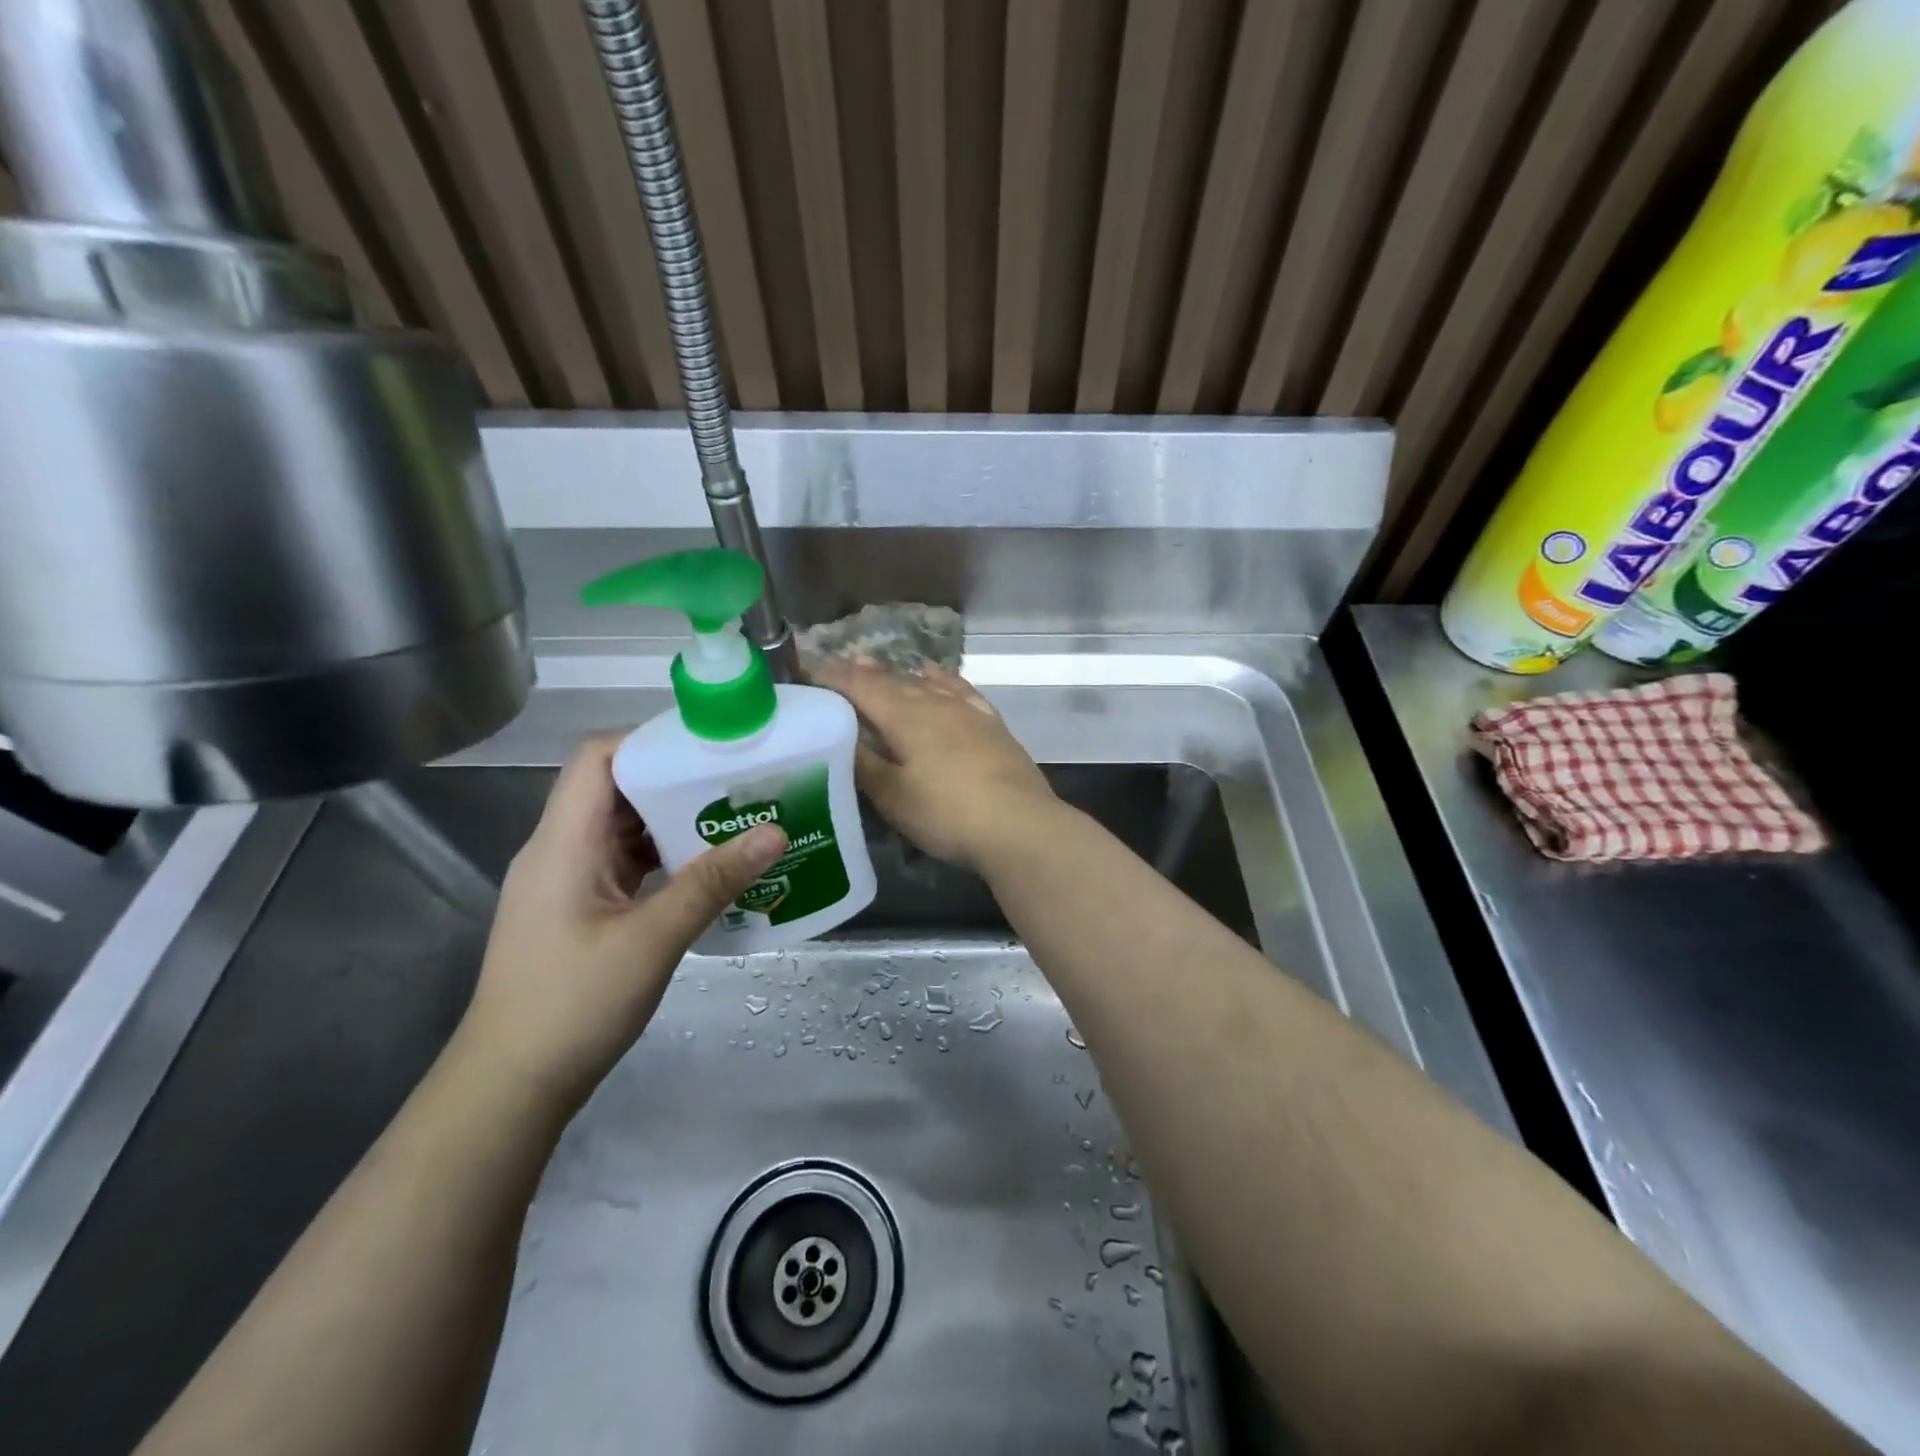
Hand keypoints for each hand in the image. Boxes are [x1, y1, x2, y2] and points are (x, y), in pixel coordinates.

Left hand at [457, 735, 786, 1108]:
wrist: (511, 1086)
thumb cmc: (572, 1005)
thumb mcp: (652, 940)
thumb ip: (712, 882)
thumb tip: (775, 832)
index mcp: (563, 842)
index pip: (597, 758)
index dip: (650, 742)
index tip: (711, 748)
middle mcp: (560, 850)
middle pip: (616, 789)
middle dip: (677, 780)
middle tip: (740, 782)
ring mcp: (568, 881)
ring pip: (624, 828)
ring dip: (674, 821)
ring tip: (736, 819)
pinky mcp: (580, 909)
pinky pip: (626, 864)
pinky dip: (665, 858)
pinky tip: (708, 870)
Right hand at [807, 659, 1053, 868]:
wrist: (1019, 825)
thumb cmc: (946, 813)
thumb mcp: (892, 795)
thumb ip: (863, 762)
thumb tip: (838, 735)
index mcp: (905, 716)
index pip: (860, 686)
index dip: (833, 677)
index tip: (809, 671)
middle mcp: (935, 702)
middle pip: (892, 680)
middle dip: (862, 673)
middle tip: (838, 668)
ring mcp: (968, 711)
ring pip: (925, 683)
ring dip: (898, 674)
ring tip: (878, 667)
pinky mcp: (991, 725)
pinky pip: (960, 690)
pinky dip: (941, 680)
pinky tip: (935, 676)